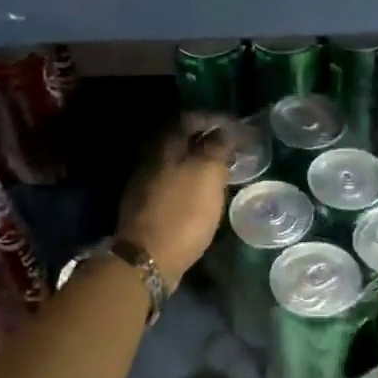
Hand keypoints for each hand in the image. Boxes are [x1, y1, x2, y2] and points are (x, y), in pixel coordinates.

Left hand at [119, 124, 230, 290]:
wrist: (148, 258)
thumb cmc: (183, 214)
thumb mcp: (207, 175)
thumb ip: (215, 148)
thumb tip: (222, 131)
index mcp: (165, 146)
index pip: (189, 119)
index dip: (212, 119)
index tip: (234, 127)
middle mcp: (150, 159)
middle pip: (179, 141)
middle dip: (203, 142)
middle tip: (228, 151)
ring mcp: (144, 184)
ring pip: (174, 164)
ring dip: (195, 165)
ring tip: (217, 174)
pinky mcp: (145, 208)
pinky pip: (170, 186)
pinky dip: (187, 185)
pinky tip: (199, 197)